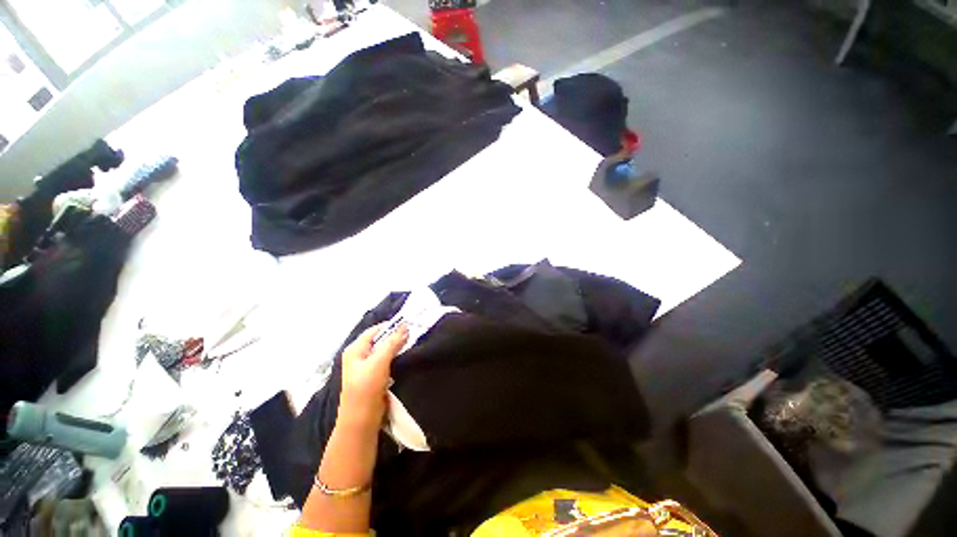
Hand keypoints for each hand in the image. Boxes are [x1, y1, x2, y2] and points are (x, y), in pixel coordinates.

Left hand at [338, 322, 408, 431]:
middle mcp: (359, 355)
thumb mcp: (379, 362)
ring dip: (397, 348)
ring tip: (412, 344)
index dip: (390, 326)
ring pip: (385, 351)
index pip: (375, 330)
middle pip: (380, 340)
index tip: (408, 325)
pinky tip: (406, 357)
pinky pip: (387, 361)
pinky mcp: (374, 377)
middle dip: (395, 337)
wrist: (362, 420)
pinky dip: (396, 358)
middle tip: (413, 334)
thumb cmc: (366, 388)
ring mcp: (367, 367)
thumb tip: (405, 326)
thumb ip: (392, 343)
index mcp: (355, 349)